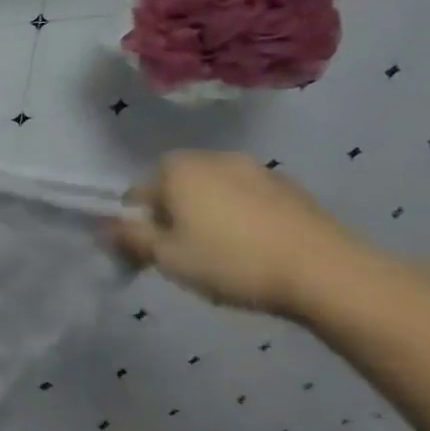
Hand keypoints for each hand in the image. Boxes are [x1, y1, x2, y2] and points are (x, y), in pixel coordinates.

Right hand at [106, 151, 365, 317]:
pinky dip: (243, 219)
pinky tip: (256, 251)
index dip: (139, 227)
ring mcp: (256, 169)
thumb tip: (103, 227)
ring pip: (213, 194)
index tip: (152, 256)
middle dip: (174, 218)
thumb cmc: (231, 261)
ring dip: (209, 217)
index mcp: (176, 168)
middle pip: (175, 189)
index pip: (138, 195)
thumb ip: (129, 238)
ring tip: (223, 257)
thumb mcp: (167, 257)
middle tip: (185, 257)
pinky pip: (248, 201)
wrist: (327, 272)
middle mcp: (212, 157)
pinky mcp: (290, 188)